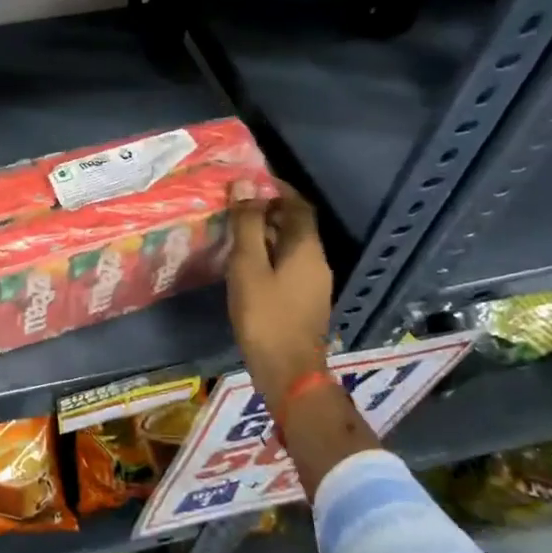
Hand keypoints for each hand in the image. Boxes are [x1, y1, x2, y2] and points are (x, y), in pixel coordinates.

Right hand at [225, 177, 332, 395]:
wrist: (287, 371)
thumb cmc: (264, 315)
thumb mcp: (248, 266)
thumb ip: (246, 224)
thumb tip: (245, 183)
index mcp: (306, 248)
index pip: (298, 205)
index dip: (276, 189)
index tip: (249, 182)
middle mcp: (317, 261)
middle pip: (296, 224)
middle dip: (268, 210)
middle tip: (235, 206)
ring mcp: (314, 283)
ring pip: (291, 246)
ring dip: (267, 233)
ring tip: (234, 232)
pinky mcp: (305, 300)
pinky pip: (288, 264)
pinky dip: (269, 254)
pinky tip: (245, 264)